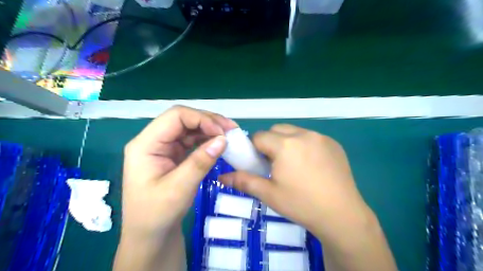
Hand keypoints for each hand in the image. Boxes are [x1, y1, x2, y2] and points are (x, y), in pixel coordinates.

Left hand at [122, 106, 236, 238]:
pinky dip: (207, 139)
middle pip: (183, 119)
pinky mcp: (173, 155)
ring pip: (189, 128)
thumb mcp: (179, 189)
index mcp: (146, 144)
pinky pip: (192, 141)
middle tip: (232, 130)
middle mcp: (153, 141)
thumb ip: (200, 162)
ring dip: (210, 129)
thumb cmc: (157, 215)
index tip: (222, 132)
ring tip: (229, 135)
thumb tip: (223, 139)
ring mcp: (164, 148)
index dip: (201, 119)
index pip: (175, 117)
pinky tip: (219, 143)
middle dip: (208, 121)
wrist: (151, 235)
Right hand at [220, 125, 370, 242]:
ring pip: (294, 131)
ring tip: (293, 164)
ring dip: (287, 142)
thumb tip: (221, 177)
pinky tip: (311, 165)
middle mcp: (303, 134)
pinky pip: (311, 137)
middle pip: (276, 129)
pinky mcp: (334, 143)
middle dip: (270, 142)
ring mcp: (321, 137)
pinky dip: (304, 145)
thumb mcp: (269, 194)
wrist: (342, 215)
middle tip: (275, 164)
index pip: (259, 136)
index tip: (259, 164)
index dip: (255, 149)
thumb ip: (243, 181)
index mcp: (285, 145)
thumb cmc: (301, 204)